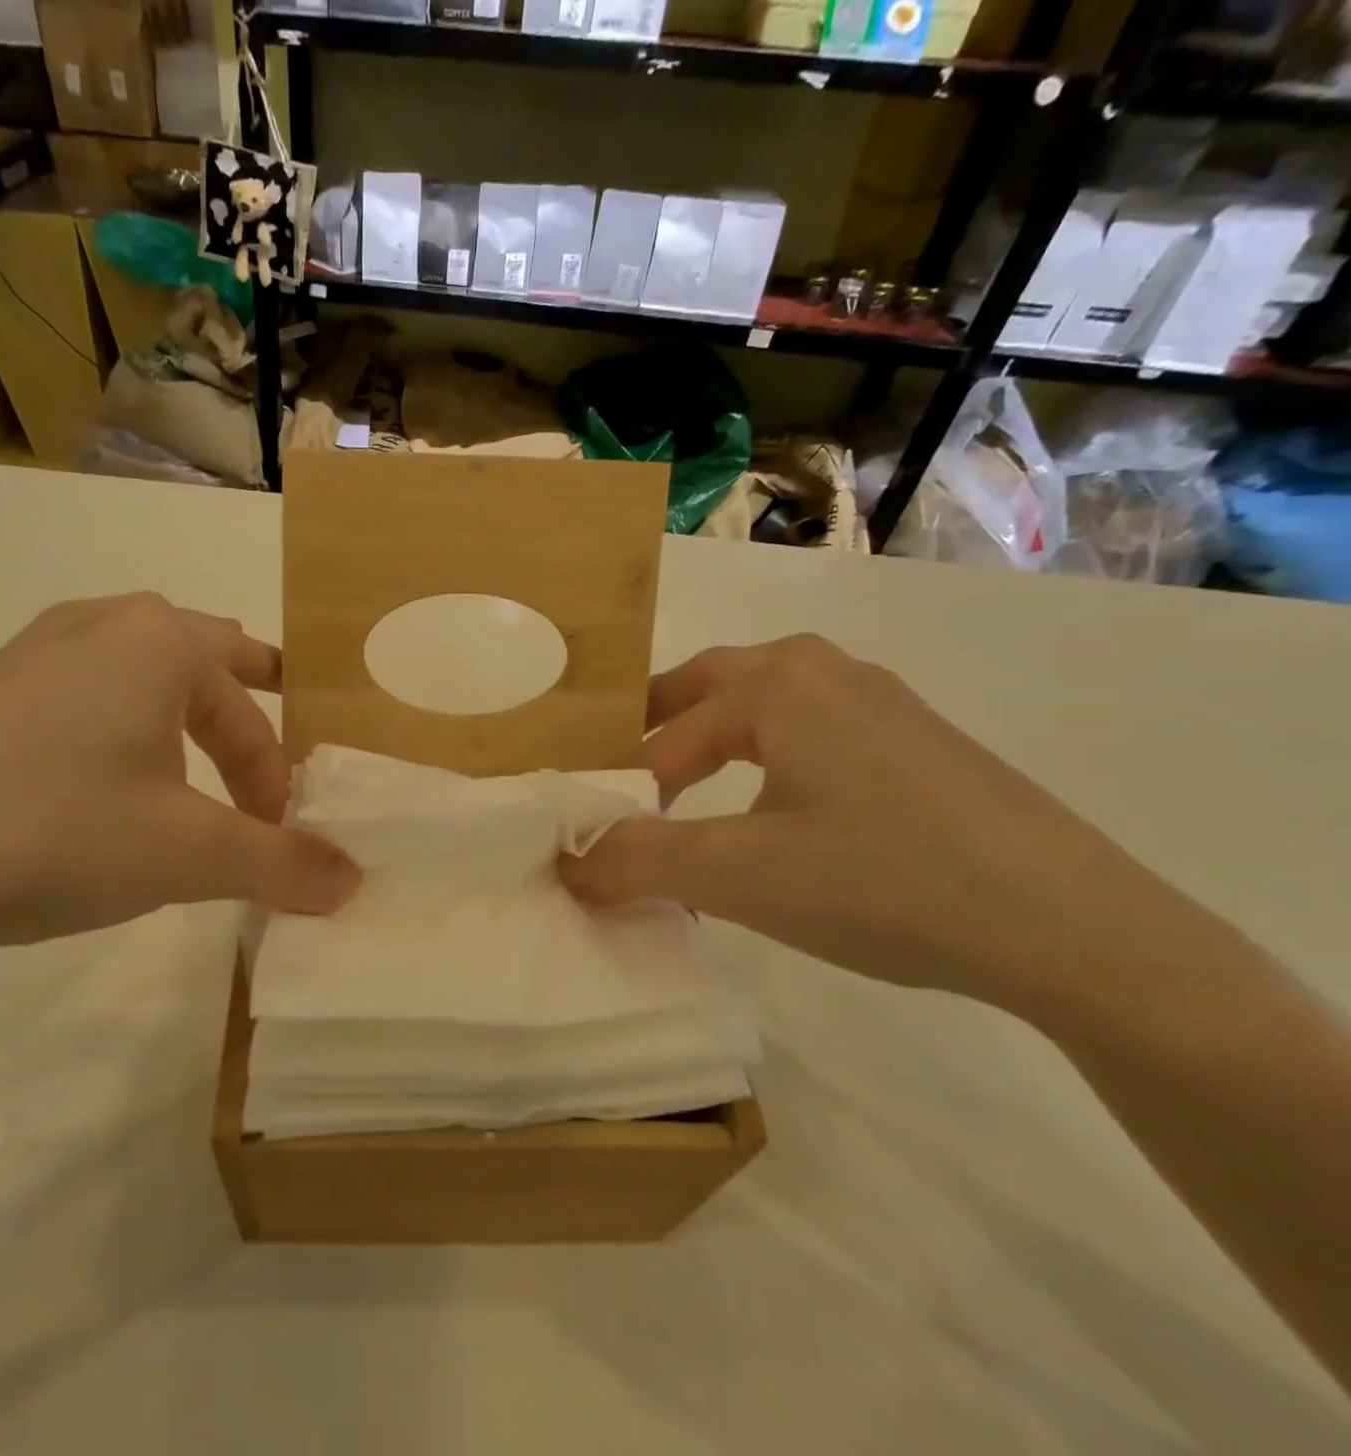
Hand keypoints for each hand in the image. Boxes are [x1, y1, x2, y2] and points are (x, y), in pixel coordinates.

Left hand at [0, 594, 358, 955]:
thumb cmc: (51, 829)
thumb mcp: (185, 855)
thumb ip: (280, 864)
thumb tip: (354, 881)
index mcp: (160, 641)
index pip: (250, 712)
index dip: (272, 780)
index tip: (273, 842)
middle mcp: (103, 626)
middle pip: (206, 664)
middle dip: (243, 718)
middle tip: (264, 767)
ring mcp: (36, 652)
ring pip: (143, 677)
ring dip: (182, 724)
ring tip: (192, 774)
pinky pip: (87, 699)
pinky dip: (122, 734)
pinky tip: (102, 788)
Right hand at [561, 635, 1186, 1016]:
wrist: (1073, 927)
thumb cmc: (882, 881)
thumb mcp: (737, 876)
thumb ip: (635, 862)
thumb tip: (566, 863)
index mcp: (773, 685)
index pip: (662, 738)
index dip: (621, 792)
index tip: (602, 844)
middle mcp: (823, 670)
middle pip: (707, 687)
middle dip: (657, 732)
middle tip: (626, 785)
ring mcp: (880, 699)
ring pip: (764, 702)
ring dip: (713, 738)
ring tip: (690, 791)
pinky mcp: (918, 738)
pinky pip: (813, 727)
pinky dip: (769, 753)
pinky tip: (782, 807)